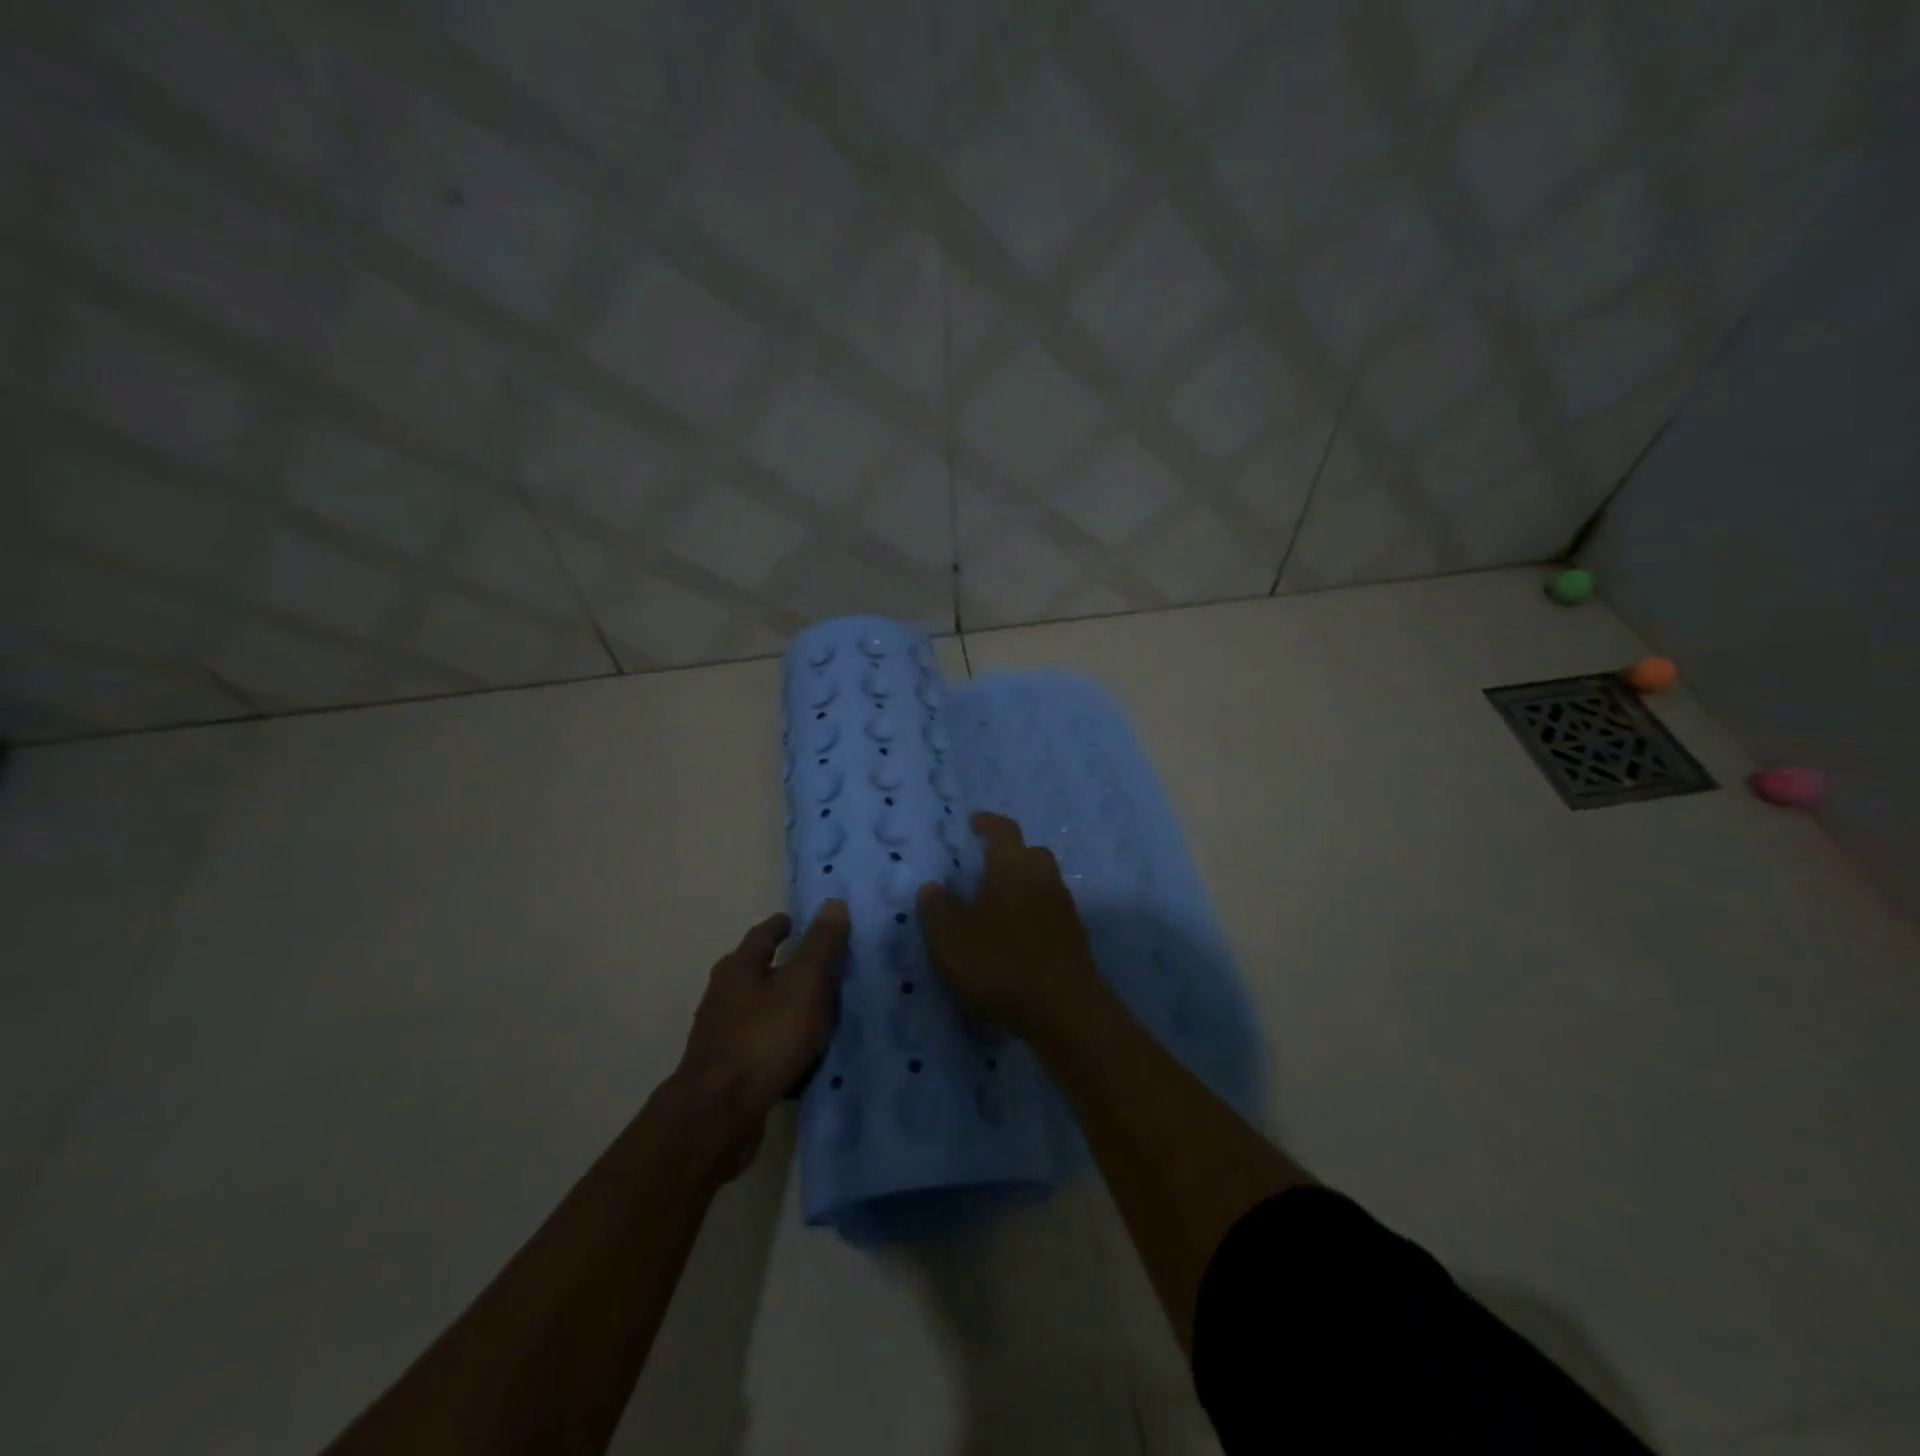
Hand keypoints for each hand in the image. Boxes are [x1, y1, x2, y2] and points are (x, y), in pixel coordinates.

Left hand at [670, 901, 848, 1176]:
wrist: (718, 1115)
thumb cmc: (764, 1038)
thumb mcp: (804, 983)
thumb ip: (821, 945)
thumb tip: (833, 903)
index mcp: (739, 967)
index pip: (764, 933)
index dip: (785, 925)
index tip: (801, 923)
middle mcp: (724, 995)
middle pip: (757, 971)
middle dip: (785, 966)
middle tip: (821, 967)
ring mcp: (721, 1035)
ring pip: (760, 1010)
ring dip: (785, 1007)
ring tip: (819, 1011)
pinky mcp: (726, 1071)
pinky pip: (761, 1045)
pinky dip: (781, 1043)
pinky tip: (802, 1055)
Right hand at [917, 813, 1105, 1040]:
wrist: (1065, 1011)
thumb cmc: (1001, 966)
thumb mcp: (951, 940)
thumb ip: (937, 909)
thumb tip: (932, 886)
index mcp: (1012, 868)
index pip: (1002, 830)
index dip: (987, 823)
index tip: (973, 823)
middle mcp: (1043, 878)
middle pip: (1029, 852)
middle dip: (1008, 854)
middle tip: (984, 867)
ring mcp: (1064, 906)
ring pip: (1042, 881)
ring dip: (1021, 884)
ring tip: (996, 904)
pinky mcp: (1074, 935)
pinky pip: (1049, 908)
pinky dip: (1032, 910)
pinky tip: (1016, 934)